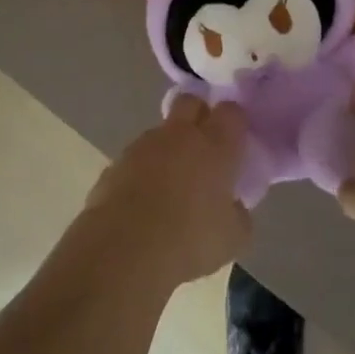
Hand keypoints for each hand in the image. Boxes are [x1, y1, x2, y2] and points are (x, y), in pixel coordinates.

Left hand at [79, 97, 250, 290]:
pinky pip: (136, 158)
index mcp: (215, 145)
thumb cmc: (190, 240)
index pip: (231, 112)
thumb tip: (232, 205)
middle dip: (198, 115)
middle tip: (204, 147)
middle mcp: (180, 135)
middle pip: (190, 103)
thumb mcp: (233, 238)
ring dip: (168, 148)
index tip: (236, 141)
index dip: (235, 122)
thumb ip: (238, 213)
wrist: (126, 250)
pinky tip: (144, 202)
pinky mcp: (116, 162)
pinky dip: (143, 172)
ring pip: (161, 132)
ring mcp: (144, 145)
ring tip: (170, 185)